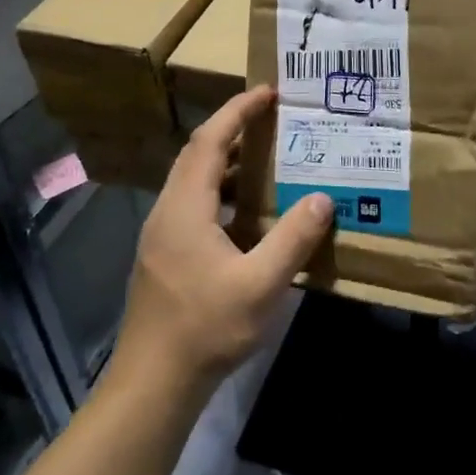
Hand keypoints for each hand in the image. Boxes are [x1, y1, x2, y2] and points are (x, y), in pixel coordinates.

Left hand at [112, 86, 331, 395]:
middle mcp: (167, 212)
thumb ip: (292, 239)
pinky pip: (193, 205)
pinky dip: (221, 193)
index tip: (267, 92)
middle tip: (271, 121)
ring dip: (226, 164)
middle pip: (197, 155)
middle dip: (232, 130)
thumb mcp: (260, 285)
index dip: (237, 112)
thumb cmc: (205, 328)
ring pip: (193, 182)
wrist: (153, 382)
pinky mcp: (164, 256)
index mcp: (184, 208)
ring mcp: (161, 235)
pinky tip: (247, 216)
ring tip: (265, 161)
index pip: (209, 141)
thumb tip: (322, 199)